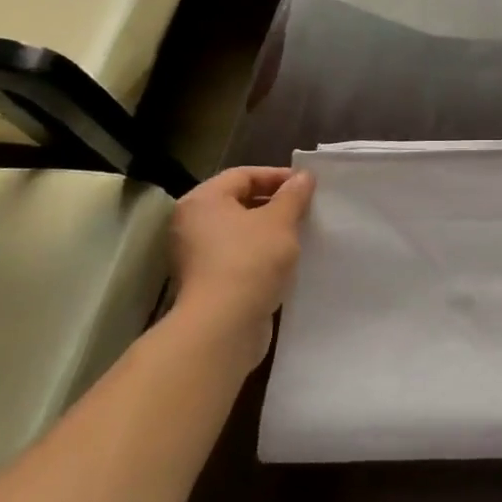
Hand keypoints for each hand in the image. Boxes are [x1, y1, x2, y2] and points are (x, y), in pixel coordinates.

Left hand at [169, 167, 314, 348]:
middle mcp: (192, 224)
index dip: (278, 176)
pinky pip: (239, 256)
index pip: (244, 175)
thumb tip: (304, 176)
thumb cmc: (250, 260)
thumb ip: (293, 195)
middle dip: (275, 204)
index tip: (308, 186)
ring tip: (302, 233)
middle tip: (307, 208)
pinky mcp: (207, 282)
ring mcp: (197, 256)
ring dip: (270, 230)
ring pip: (241, 232)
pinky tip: (287, 260)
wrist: (223, 326)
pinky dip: (261, 254)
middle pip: (240, 202)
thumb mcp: (280, 221)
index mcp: (203, 201)